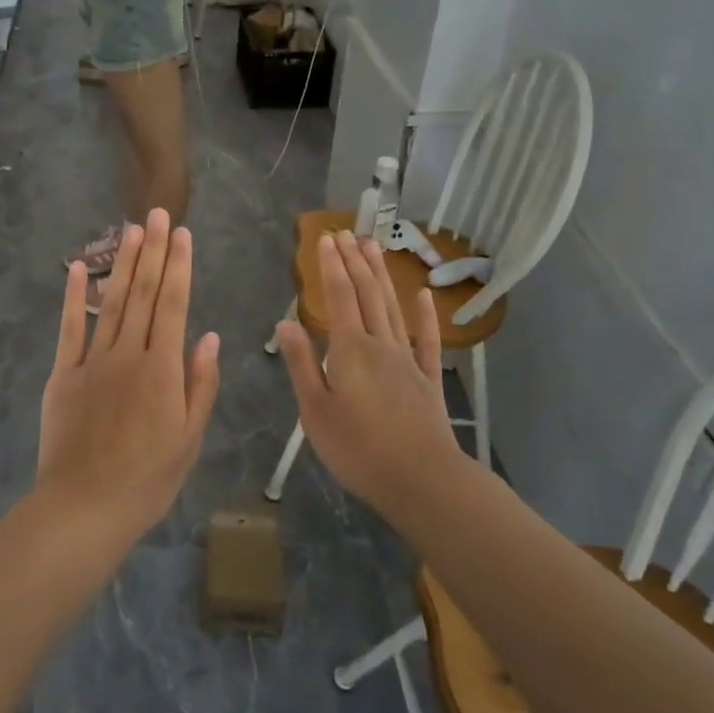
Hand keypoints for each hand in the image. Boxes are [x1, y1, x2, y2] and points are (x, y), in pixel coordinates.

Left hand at [38, 210, 220, 539]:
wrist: (85, 507)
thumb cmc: (147, 479)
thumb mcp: (189, 439)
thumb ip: (200, 385)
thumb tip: (208, 337)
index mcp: (163, 369)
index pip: (175, 305)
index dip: (180, 266)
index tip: (183, 234)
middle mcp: (129, 354)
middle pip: (144, 293)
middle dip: (153, 250)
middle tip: (157, 213)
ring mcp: (92, 361)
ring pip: (112, 302)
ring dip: (122, 263)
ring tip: (131, 229)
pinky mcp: (63, 373)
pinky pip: (69, 328)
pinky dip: (74, 297)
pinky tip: (78, 267)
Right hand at [274, 231, 460, 514]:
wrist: (420, 479)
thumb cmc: (357, 448)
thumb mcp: (315, 409)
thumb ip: (301, 363)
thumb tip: (285, 322)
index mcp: (349, 349)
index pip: (339, 297)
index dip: (332, 266)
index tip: (325, 239)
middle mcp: (380, 344)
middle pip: (367, 294)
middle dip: (355, 261)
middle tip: (347, 233)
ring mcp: (408, 359)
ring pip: (392, 307)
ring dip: (382, 275)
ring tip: (374, 246)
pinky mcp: (428, 379)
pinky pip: (426, 339)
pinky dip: (424, 315)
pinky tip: (423, 294)